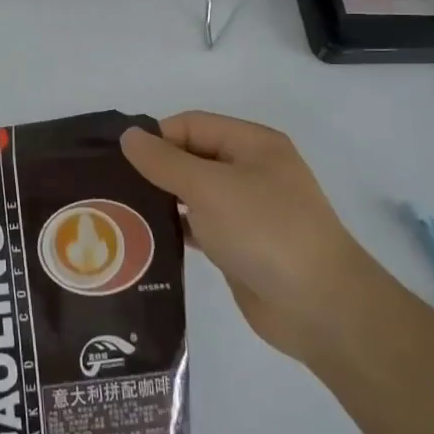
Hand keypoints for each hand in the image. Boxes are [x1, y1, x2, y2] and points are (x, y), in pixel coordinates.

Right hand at [121, 112, 376, 361]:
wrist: (321, 308)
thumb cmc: (265, 231)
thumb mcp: (209, 187)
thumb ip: (164, 161)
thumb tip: (128, 135)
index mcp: (252, 144)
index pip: (191, 125)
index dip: (156, 138)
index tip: (120, 163)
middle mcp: (250, 171)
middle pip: (191, 157)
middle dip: (154, 170)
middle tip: (112, 188)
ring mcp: (247, 210)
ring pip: (193, 194)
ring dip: (162, 201)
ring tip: (120, 213)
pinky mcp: (240, 246)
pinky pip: (199, 227)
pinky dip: (176, 229)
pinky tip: (145, 240)